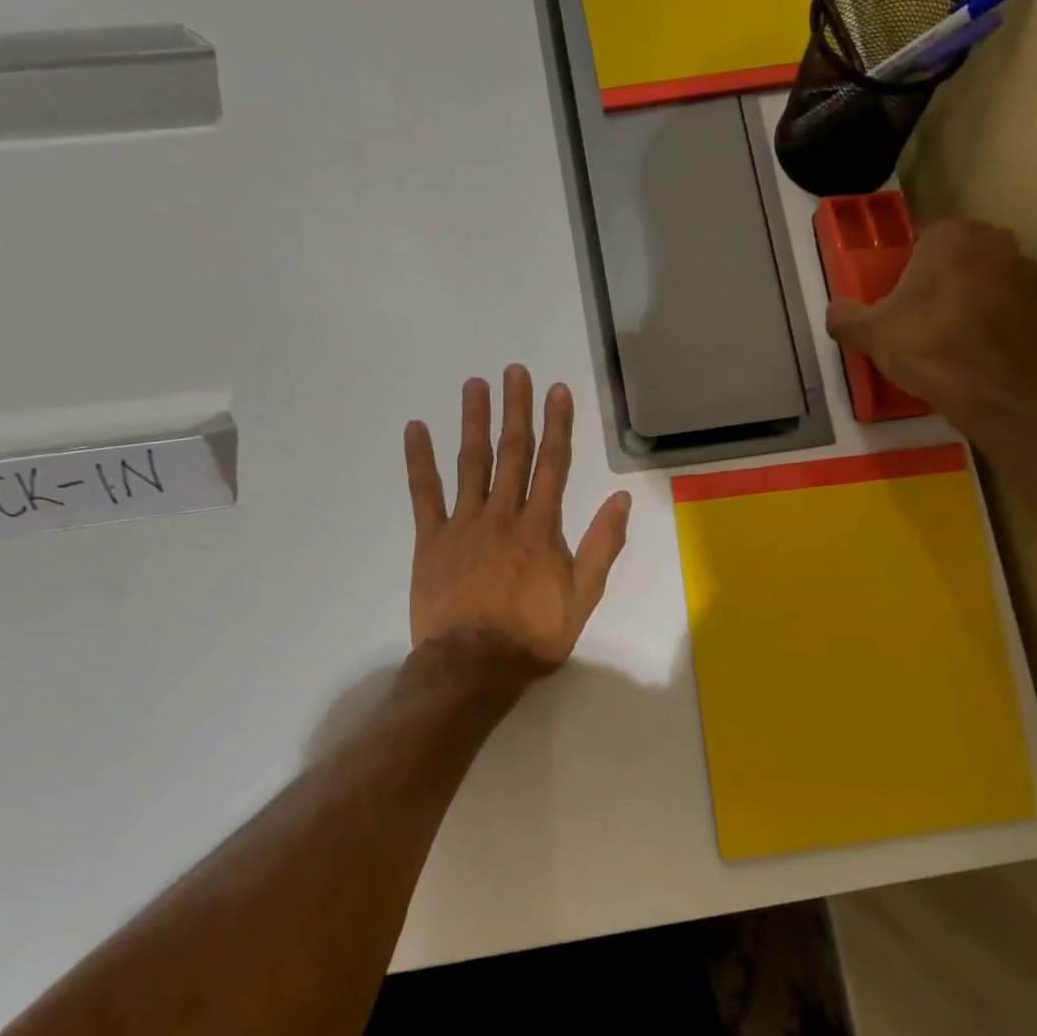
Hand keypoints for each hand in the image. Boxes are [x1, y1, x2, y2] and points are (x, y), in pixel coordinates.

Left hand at [404, 366, 630, 675]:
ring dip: (474, 422)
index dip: (558, 425)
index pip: (554, 465)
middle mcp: (503, 514)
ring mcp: (464, 524)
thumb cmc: (534, 635)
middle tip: (514, 370)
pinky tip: (415, 429)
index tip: (557, 390)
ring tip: (475, 385)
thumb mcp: (583, 597)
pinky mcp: (432, 540)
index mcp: (540, 528)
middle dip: (516, 410)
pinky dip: (419, 461)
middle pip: (512, 453)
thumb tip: (621, 499)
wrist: (475, 665)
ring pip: (471, 463)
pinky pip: (424, 494)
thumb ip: (602, 546)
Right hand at [825, 216, 1036, 411]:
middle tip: (925, 315)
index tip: (901, 295)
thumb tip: (835, 311)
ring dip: (978, 295)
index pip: (925, 237)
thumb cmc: (925, 346)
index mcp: (950, 236)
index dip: (910, 266)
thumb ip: (845, 316)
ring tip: (956, 334)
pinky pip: (1018, 305)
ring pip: (993, 277)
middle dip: (947, 276)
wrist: (988, 388)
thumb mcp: (869, 333)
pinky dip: (1004, 320)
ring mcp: (1028, 271)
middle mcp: (995, 241)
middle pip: (963, 254)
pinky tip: (984, 348)